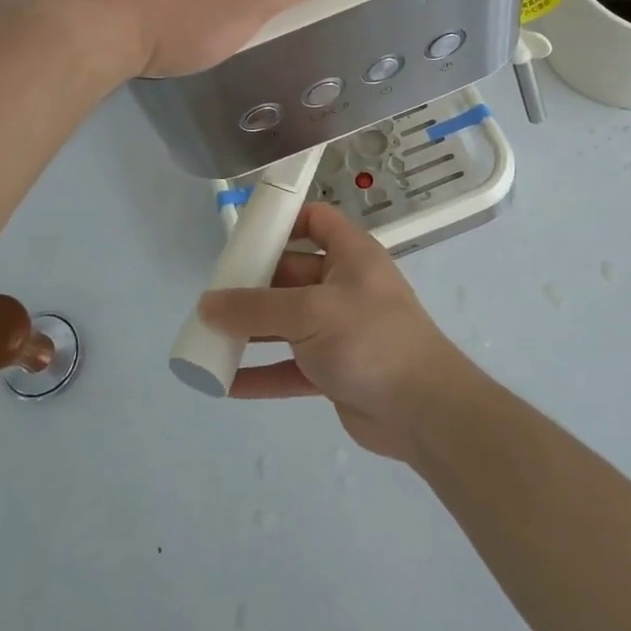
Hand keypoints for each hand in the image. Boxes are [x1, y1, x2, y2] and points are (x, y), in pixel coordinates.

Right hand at [200, 203, 477, 460]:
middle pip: (291, 274)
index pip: (316, 220)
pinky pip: (289, 366)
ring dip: (251, 331)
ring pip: (286, 323)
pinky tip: (226, 383)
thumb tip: (207, 305)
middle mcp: (345, 287)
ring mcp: (339, 331)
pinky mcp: (334, 370)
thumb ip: (256, 308)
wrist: (423, 410)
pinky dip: (261, 373)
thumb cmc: (369, 339)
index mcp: (351, 256)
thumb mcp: (309, 313)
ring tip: (208, 336)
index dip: (283, 220)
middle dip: (252, 284)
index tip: (243, 233)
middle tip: (211, 295)